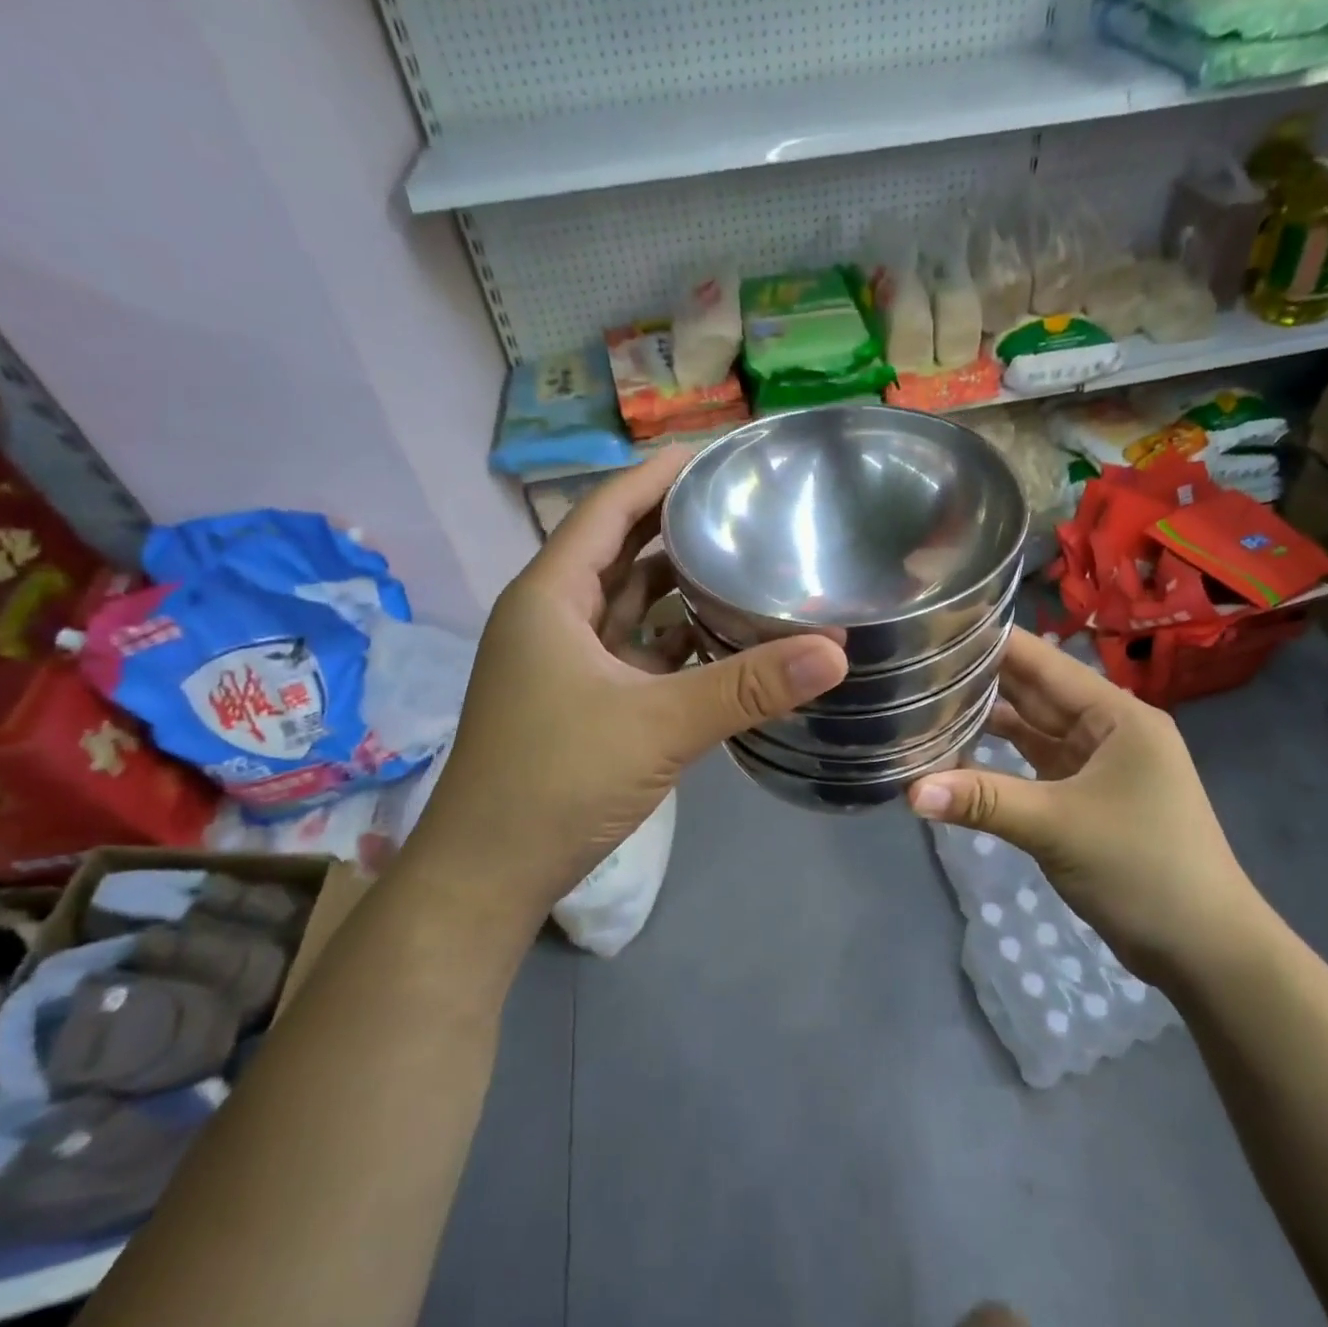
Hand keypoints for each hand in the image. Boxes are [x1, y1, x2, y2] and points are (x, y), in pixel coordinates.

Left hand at [412, 449, 848, 913]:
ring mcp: (567, 663)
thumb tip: (837, 651)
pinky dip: (677, 640)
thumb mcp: (659, 726)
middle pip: (621, 551)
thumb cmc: (556, 781)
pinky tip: (724, 637)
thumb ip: (747, 687)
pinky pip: (637, 651)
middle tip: (746, 504)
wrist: (490, 873)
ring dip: (681, 586)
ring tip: (746, 560)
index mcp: (551, 597)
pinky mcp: (584, 702)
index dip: (658, 475)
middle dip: (677, 526)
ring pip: (631, 605)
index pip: (607, 509)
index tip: (716, 453)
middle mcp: (554, 618)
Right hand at [908, 630, 1278, 983]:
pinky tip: (960, 755)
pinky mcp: (1087, 798)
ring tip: (929, 701)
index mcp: (1117, 716)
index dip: (994, 643)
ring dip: (989, 721)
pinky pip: (1037, 767)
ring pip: (1034, 731)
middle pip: (1037, 694)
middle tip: (919, 663)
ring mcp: (1099, 766)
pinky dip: (1002, 762)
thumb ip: (984, 801)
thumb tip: (910, 790)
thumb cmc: (1143, 869)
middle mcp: (1109, 730)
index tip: (938, 627)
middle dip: (983, 680)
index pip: (1045, 664)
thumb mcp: (1058, 827)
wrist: (1204, 948)